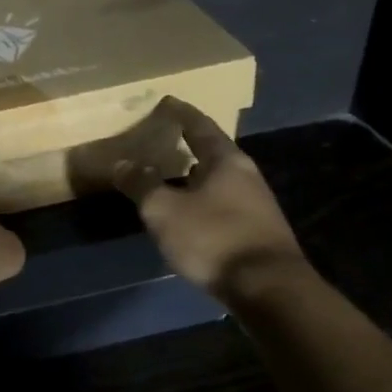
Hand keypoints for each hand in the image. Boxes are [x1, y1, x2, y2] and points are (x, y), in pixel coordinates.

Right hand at [113, 96, 307, 299]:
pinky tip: (190, 213)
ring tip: (171, 176)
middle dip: (190, 145)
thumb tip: (122, 163)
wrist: (269, 289)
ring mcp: (256, 205)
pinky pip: (224, 203)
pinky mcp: (258, 231)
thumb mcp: (164, 210)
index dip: (181, 113)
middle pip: (214, 152)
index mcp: (226, 161)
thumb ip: (141, 184)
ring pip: (220, 180)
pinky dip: (203, 199)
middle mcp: (246, 176)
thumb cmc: (213, 238)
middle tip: (165, 139)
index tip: (167, 101)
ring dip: (196, 176)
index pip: (200, 126)